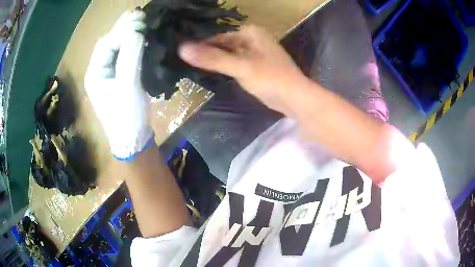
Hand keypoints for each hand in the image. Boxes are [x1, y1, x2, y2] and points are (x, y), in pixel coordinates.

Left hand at [85, 10, 152, 159]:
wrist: (133, 140)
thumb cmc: (127, 117)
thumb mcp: (127, 87)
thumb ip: (129, 57)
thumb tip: (136, 29)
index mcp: (94, 74)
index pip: (106, 44)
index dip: (121, 30)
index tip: (140, 18)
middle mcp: (98, 71)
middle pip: (110, 43)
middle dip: (124, 28)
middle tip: (142, 14)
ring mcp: (109, 74)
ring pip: (117, 48)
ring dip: (129, 34)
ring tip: (143, 21)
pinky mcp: (119, 77)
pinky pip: (124, 55)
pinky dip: (133, 44)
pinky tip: (143, 37)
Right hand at [178, 25, 307, 111]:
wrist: (295, 98)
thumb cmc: (270, 78)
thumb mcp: (240, 66)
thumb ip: (211, 58)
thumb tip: (181, 48)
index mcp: (250, 32)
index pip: (217, 34)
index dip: (200, 43)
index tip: (181, 52)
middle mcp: (251, 38)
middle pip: (222, 43)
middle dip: (206, 52)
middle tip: (183, 60)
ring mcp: (253, 52)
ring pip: (227, 53)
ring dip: (213, 60)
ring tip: (190, 66)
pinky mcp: (254, 65)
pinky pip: (234, 62)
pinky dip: (223, 66)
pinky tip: (209, 72)